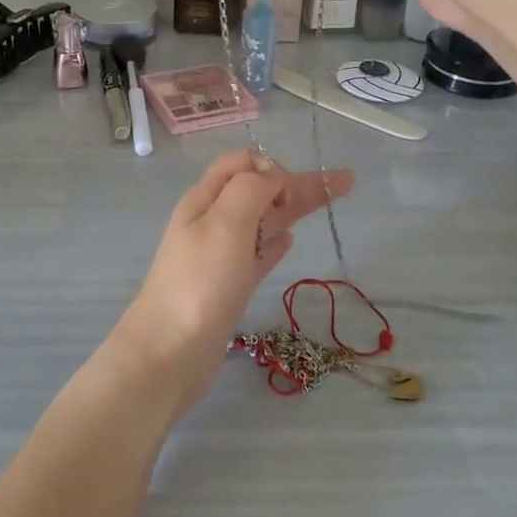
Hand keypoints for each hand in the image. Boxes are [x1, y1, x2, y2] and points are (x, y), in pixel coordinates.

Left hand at [113, 150, 352, 415]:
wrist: (170, 352)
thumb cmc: (199, 282)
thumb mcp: (224, 223)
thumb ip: (250, 190)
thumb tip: (272, 175)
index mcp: (205, 198)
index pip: (241, 163)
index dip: (271, 166)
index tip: (292, 191)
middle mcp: (212, 220)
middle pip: (259, 190)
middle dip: (298, 183)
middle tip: (346, 182)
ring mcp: (221, 255)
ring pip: (263, 220)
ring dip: (293, 209)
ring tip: (329, 202)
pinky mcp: (230, 285)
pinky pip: (257, 252)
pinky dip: (275, 241)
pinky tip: (290, 240)